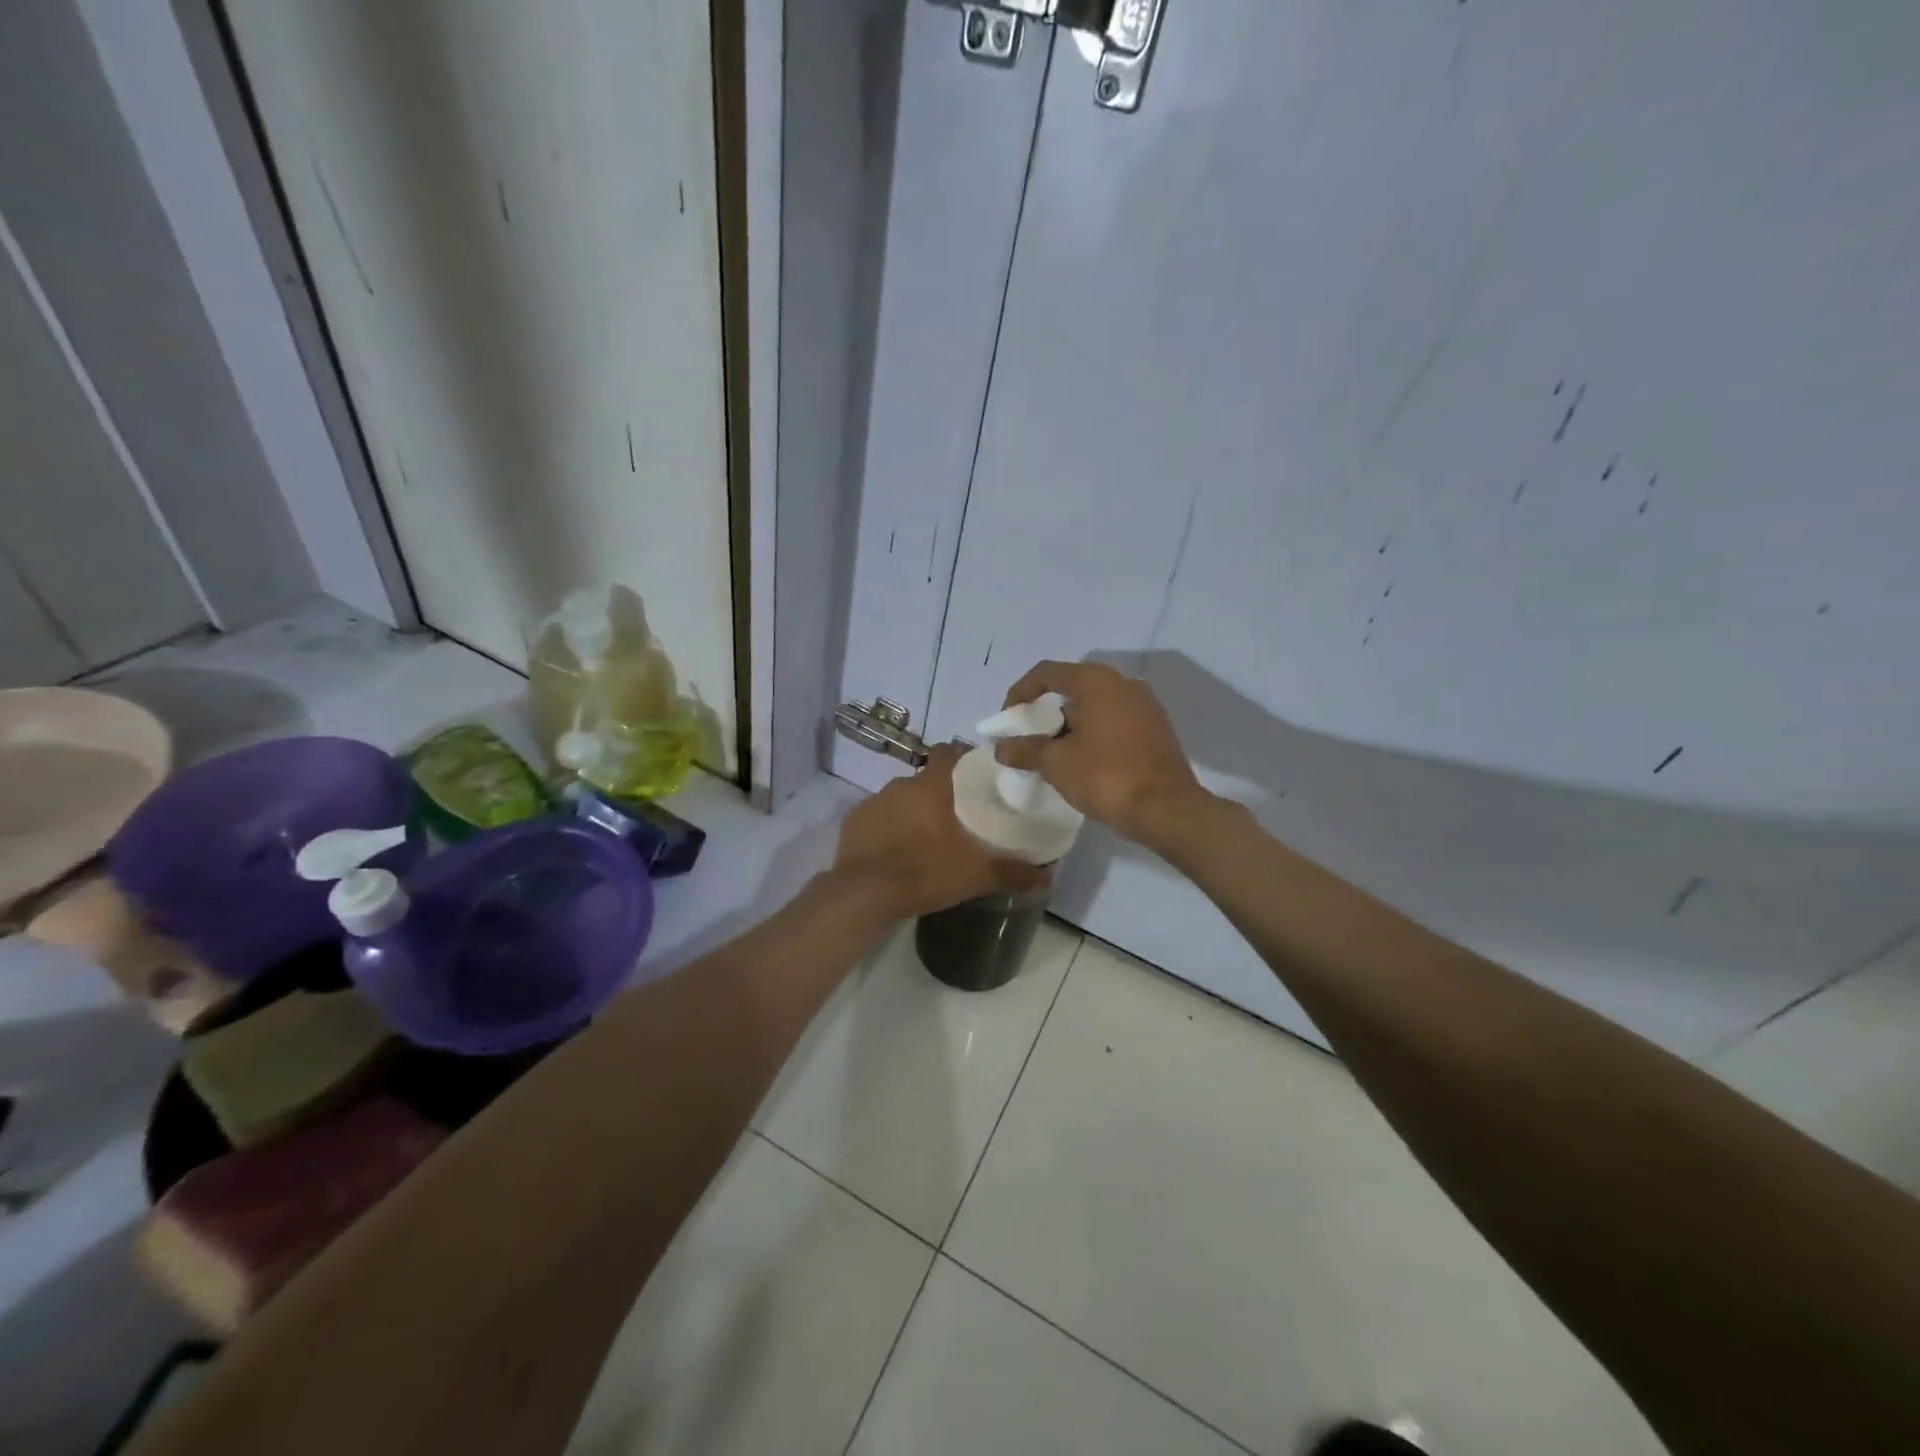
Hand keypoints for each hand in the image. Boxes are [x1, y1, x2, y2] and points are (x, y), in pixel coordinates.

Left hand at [835, 743, 1047, 918]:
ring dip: (914, 811)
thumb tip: (1048, 875)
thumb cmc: (925, 872)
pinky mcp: (854, 821)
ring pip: (902, 798)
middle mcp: (902, 784)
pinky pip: (879, 817)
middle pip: (928, 778)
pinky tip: (896, 851)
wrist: (863, 894)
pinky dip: (889, 828)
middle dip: (941, 792)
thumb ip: (1014, 872)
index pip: (950, 751)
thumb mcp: (976, 875)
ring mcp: (874, 801)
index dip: (964, 758)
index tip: (978, 775)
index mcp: (932, 785)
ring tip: (927, 838)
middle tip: (958, 817)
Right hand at [995, 662, 1206, 842]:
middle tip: (1030, 738)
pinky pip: (1115, 721)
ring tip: (1055, 753)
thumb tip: (1002, 748)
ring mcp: (1145, 705)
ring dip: (1071, 724)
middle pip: (1073, 687)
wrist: (1167, 809)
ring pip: (1096, 705)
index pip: (1046, 672)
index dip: (1020, 692)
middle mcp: (1123, 683)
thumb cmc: (1106, 777)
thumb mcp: (1057, 764)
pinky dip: (1094, 733)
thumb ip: (1026, 750)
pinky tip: (1085, 761)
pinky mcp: (1157, 728)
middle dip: (1046, 711)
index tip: (1008, 719)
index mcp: (1096, 681)